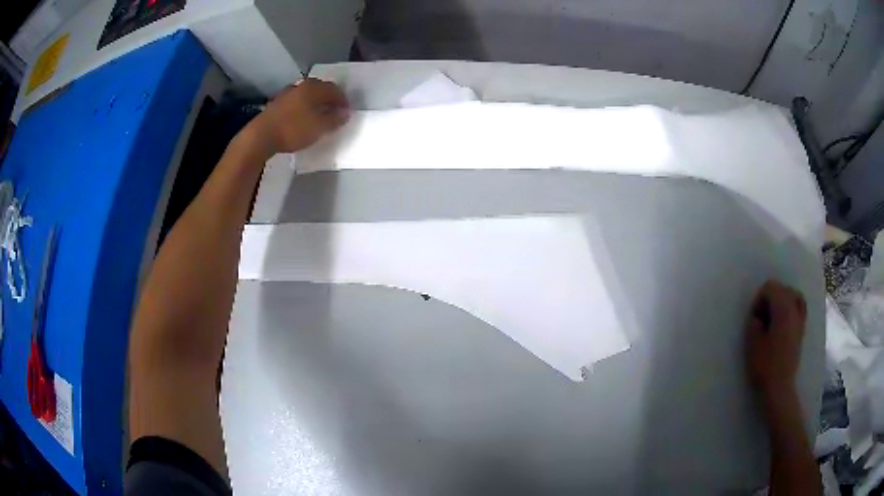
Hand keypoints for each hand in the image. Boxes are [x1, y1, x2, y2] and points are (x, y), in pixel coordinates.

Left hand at [246, 78, 349, 155]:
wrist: (261, 136)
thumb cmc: (294, 129)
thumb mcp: (320, 127)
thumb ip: (335, 119)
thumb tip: (345, 112)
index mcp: (314, 87)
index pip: (335, 90)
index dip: (343, 101)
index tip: (347, 113)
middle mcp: (301, 85)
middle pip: (320, 90)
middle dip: (329, 100)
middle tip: (334, 113)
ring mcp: (287, 93)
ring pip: (307, 96)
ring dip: (315, 104)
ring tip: (319, 117)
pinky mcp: (276, 104)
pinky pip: (296, 103)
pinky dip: (303, 109)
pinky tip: (303, 119)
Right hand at [745, 280, 807, 399]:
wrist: (779, 387)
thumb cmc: (765, 365)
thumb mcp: (752, 343)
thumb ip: (754, 322)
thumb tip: (758, 315)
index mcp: (783, 308)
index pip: (770, 287)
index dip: (759, 299)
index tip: (754, 319)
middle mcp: (794, 308)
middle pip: (782, 288)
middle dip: (770, 299)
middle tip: (761, 320)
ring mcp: (800, 318)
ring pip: (792, 295)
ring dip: (781, 302)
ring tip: (772, 319)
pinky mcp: (801, 329)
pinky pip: (799, 307)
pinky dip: (791, 308)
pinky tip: (783, 322)